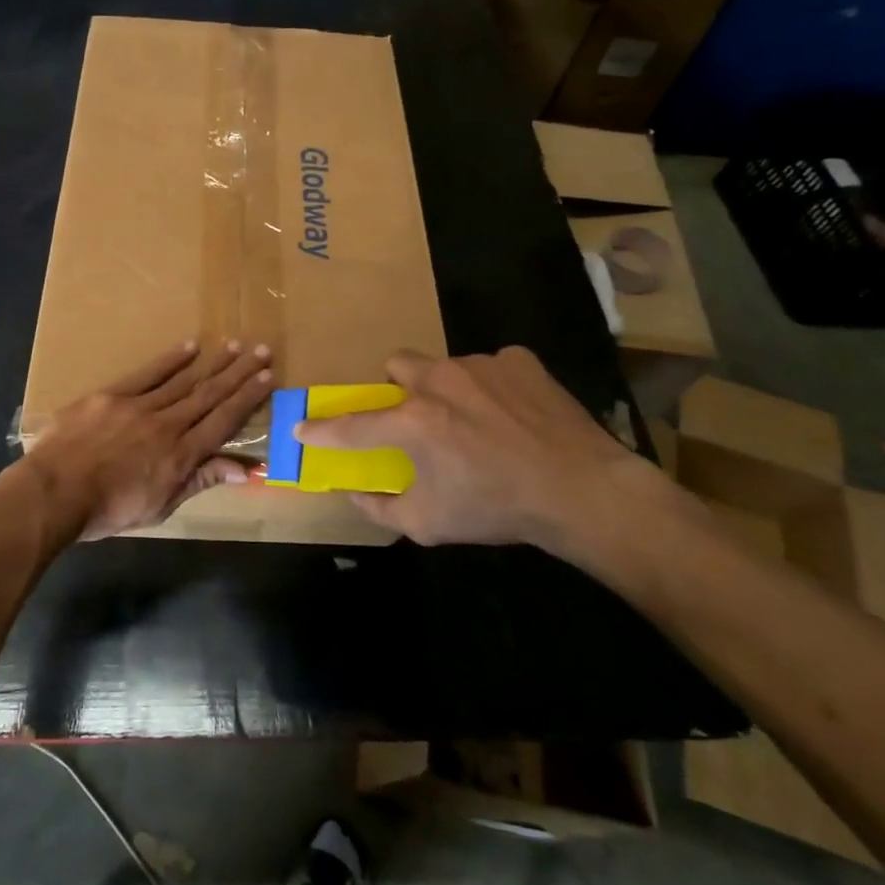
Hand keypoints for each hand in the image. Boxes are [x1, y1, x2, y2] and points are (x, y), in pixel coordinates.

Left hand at [24, 341, 272, 540]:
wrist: (54, 493)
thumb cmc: (107, 511)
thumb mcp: (159, 507)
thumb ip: (199, 481)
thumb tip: (242, 469)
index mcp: (181, 456)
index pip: (223, 422)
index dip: (247, 399)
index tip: (267, 378)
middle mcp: (167, 425)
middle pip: (209, 395)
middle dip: (238, 373)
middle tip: (262, 351)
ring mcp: (139, 407)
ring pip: (183, 381)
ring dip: (212, 363)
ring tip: (234, 345)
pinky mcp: (112, 395)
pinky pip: (147, 374)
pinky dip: (170, 360)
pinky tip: (189, 347)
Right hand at [292, 347, 671, 565]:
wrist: (582, 491)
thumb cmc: (497, 509)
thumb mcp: (429, 524)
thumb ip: (380, 508)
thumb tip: (354, 493)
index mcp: (412, 422)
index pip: (352, 425)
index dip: (322, 429)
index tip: (301, 427)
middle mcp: (439, 381)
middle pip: (396, 365)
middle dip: (397, 389)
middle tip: (415, 417)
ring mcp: (481, 365)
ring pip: (444, 365)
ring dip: (445, 389)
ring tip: (474, 421)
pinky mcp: (519, 361)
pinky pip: (491, 366)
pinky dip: (491, 387)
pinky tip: (512, 415)